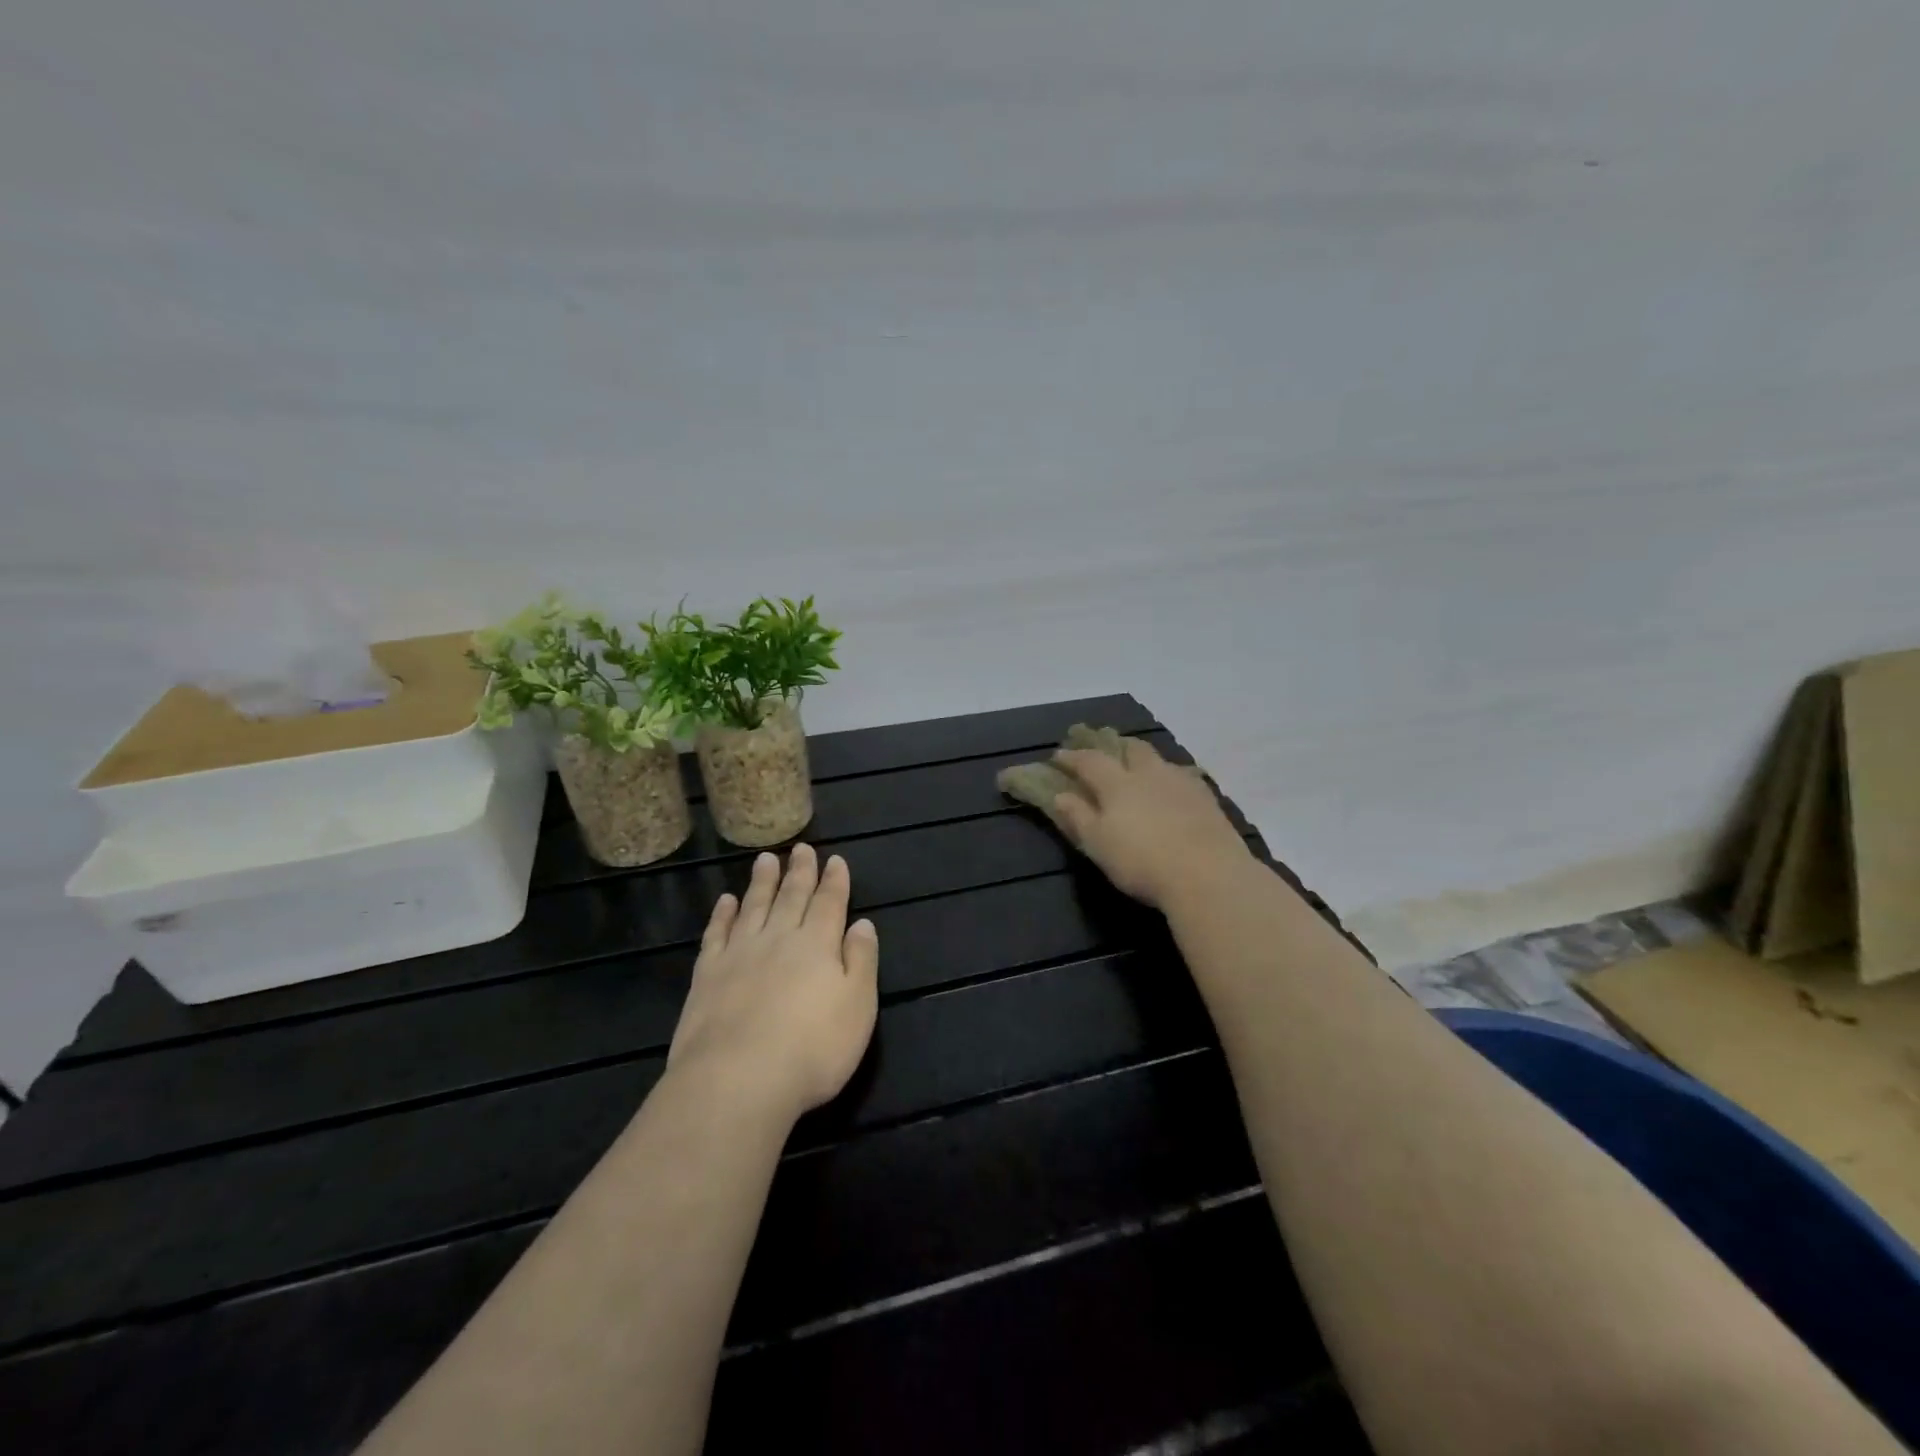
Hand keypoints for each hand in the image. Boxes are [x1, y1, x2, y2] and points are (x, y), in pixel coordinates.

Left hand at [668, 844, 879, 1125]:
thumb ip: (861, 961)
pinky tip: (726, 901)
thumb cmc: (812, 1049)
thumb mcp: (858, 1007)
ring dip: (762, 881)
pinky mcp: (707, 975)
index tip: (835, 859)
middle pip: (791, 897)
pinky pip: (717, 934)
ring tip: (766, 859)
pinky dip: (723, 914)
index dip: (834, 880)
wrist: (737, 1079)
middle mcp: (779, 939)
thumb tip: (862, 923)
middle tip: (801, 848)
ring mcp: (739, 954)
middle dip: (800, 871)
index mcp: (818, 945)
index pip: (829, 903)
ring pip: (754, 906)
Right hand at [1052, 737, 1251, 910]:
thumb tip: (1060, 795)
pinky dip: (1172, 779)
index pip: (1090, 761)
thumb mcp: (1098, 845)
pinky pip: (1185, 778)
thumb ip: (1078, 817)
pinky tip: (1173, 793)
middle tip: (1106, 753)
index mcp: (1118, 784)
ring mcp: (1182, 783)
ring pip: (1161, 760)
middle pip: (1132, 748)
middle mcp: (1150, 773)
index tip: (1058, 756)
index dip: (1072, 757)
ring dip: (1146, 761)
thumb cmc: (1141, 862)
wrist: (1208, 875)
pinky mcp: (1208, 799)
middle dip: (1115, 746)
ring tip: (1142, 772)